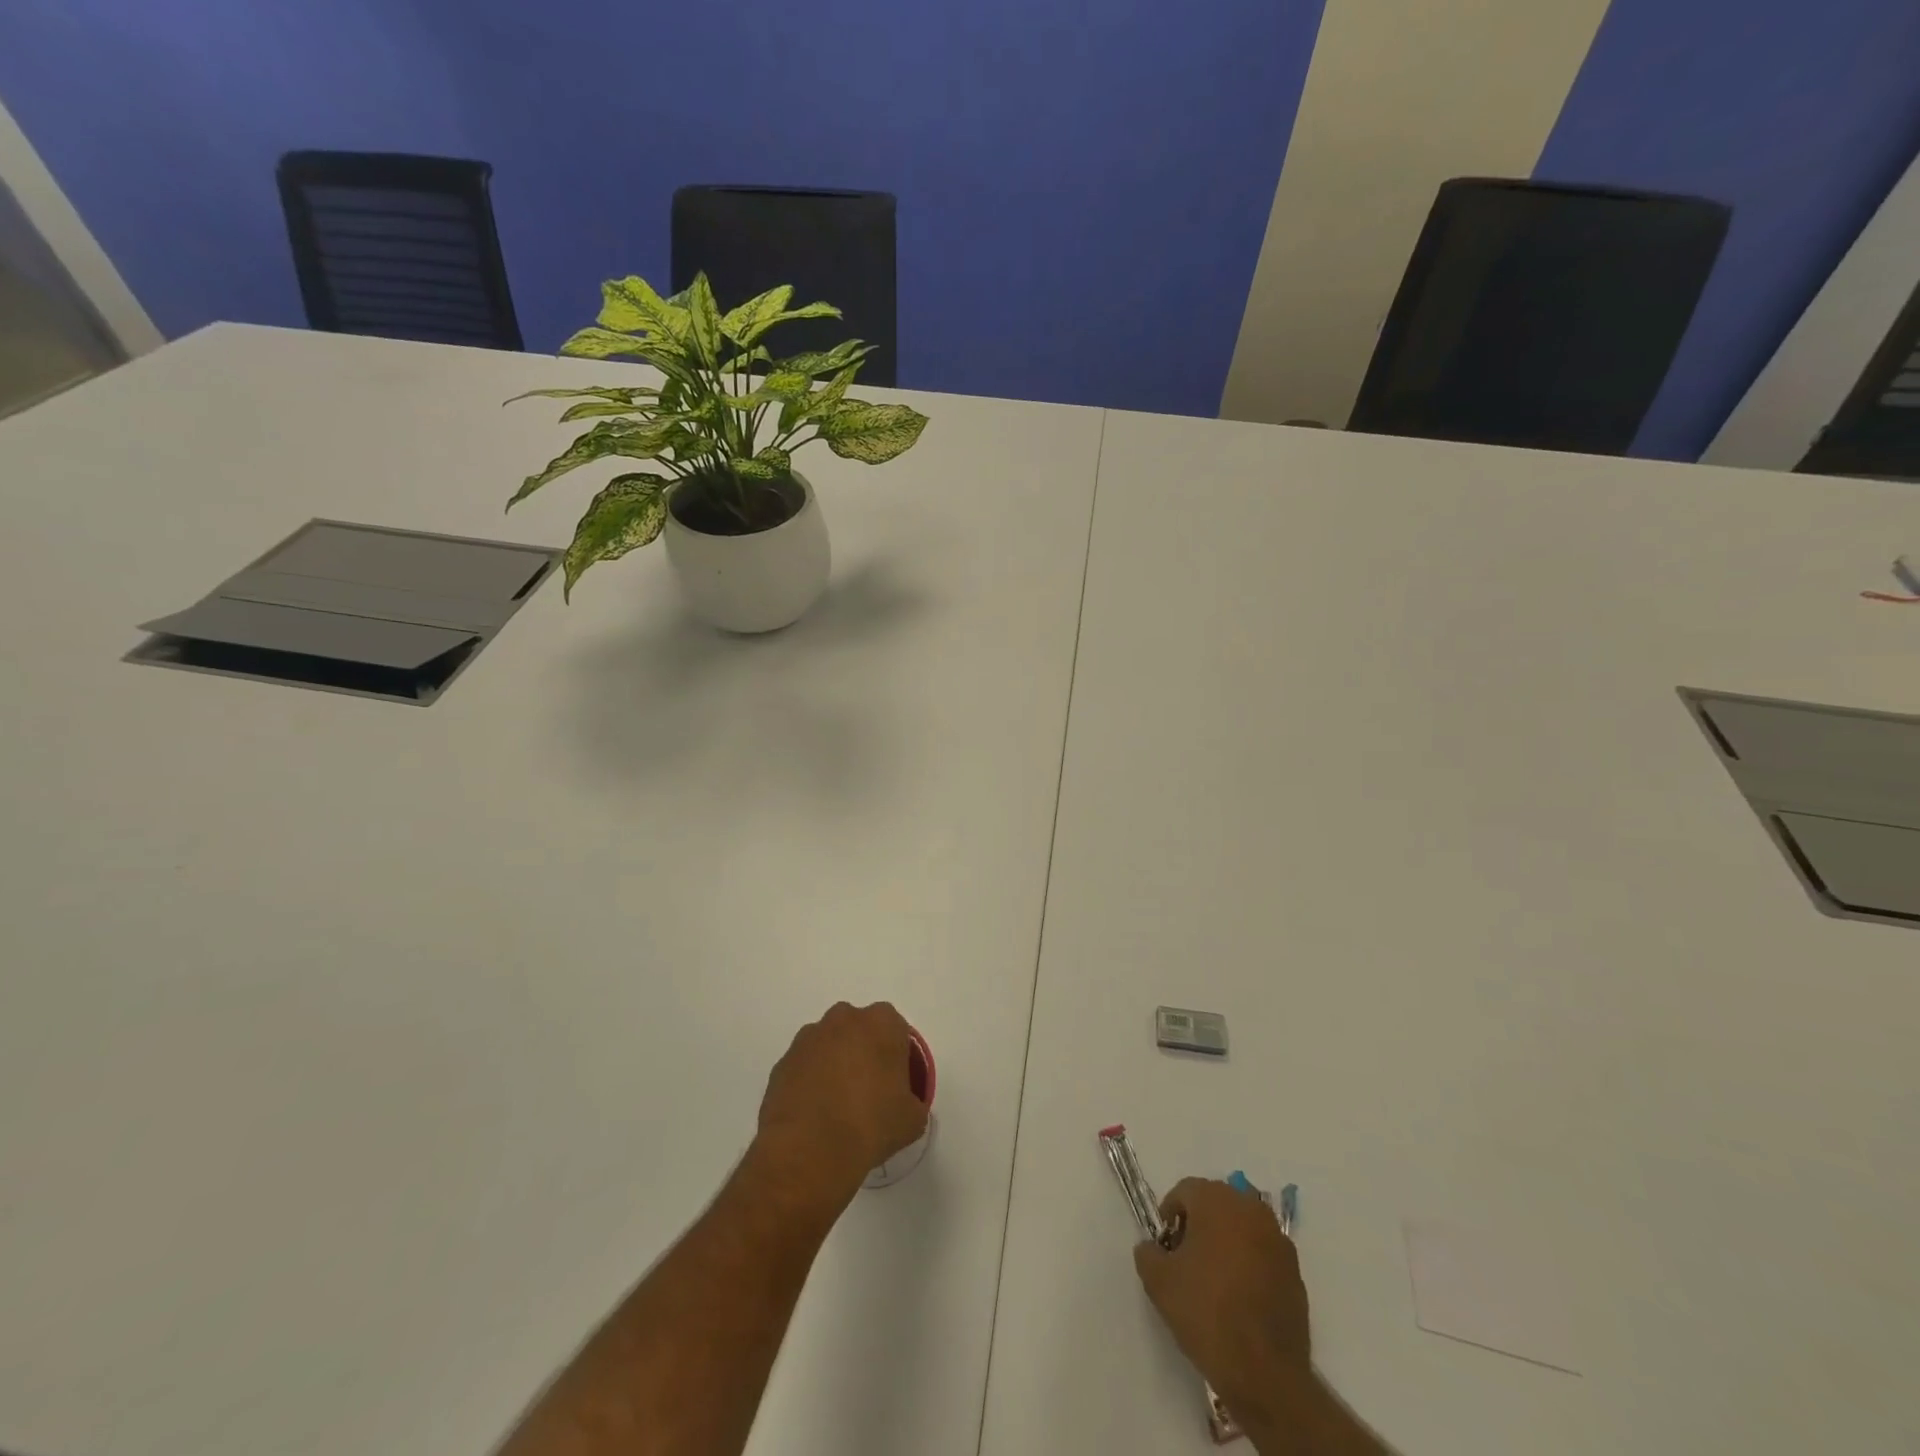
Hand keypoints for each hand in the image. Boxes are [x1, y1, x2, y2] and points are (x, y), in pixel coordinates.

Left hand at [753, 1002, 928, 1212]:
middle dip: (863, 1052)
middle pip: (860, 1030)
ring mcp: (809, 1038)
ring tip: (837, 1106)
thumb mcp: (912, 1119)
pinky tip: (814, 1114)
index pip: (896, 1030)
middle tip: (868, 1091)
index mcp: (882, 1022)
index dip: (897, 1056)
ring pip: (829, 1045)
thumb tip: (903, 1106)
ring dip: (834, 1065)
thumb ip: (913, 1101)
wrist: (810, 1149)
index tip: (896, 1084)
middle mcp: (844, 1018)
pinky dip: (810, 1082)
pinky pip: (804, 1066)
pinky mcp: (783, 1061)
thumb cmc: (872, 1124)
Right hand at [1132, 1177, 1309, 1411]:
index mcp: (1217, 1201)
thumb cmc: (1206, 1313)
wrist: (1265, 1372)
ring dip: (1226, 1241)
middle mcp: (1251, 1209)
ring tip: (1214, 1278)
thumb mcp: (1158, 1281)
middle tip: (1186, 1258)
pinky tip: (1240, 1296)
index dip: (1169, 1215)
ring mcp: (1278, 1240)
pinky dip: (1249, 1262)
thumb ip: (1147, 1253)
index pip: (1185, 1191)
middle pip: (1216, 1203)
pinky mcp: (1296, 1271)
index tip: (1165, 1247)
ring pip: (1242, 1226)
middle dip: (1198, 1224)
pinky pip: (1263, 1253)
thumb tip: (1152, 1247)